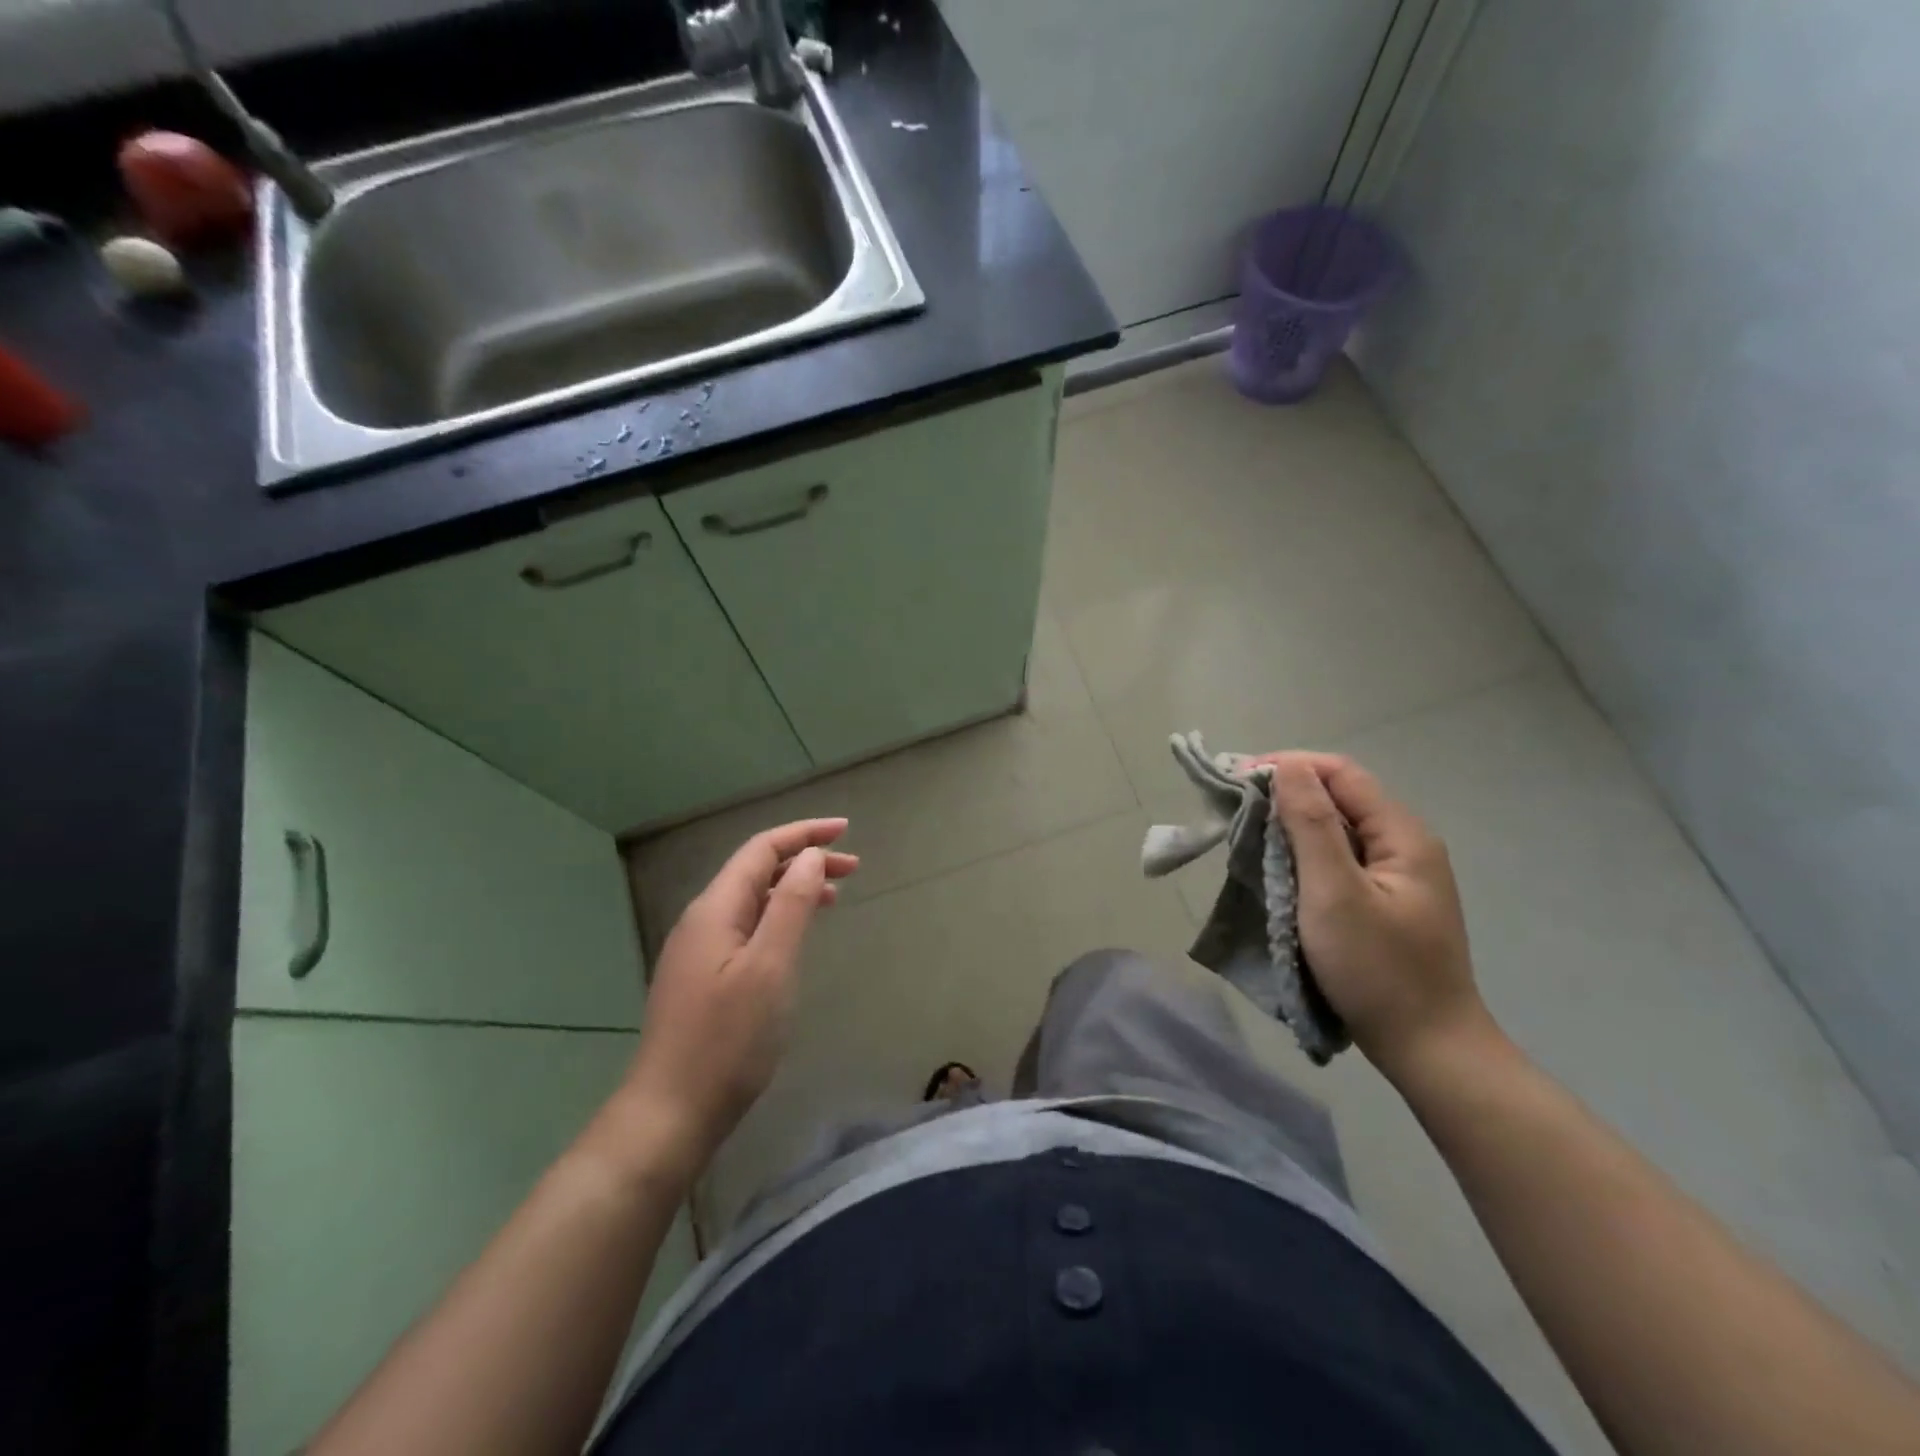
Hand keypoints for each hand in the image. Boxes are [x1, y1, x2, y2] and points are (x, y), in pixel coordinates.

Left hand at [616, 819, 857, 1176]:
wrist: (670, 1113)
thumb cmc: (727, 1040)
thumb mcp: (771, 967)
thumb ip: (791, 906)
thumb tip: (810, 857)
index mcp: (715, 909)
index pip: (762, 850)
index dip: (804, 833)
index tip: (846, 831)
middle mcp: (702, 920)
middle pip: (757, 871)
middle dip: (804, 859)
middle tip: (854, 867)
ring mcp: (699, 950)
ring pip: (752, 900)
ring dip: (793, 889)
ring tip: (835, 895)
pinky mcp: (703, 977)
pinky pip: (746, 927)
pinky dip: (779, 917)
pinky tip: (796, 935)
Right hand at [1250, 752, 1494, 1079]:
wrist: (1429, 1050)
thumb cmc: (1378, 970)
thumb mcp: (1335, 893)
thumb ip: (1311, 824)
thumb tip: (1287, 767)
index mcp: (1402, 835)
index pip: (1341, 774)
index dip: (1289, 766)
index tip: (1237, 779)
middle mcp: (1404, 845)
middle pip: (1340, 798)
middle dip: (1286, 794)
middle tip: (1234, 807)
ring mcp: (1396, 876)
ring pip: (1336, 829)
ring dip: (1291, 825)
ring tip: (1247, 834)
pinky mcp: (1382, 901)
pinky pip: (1337, 860)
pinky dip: (1302, 854)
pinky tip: (1277, 867)